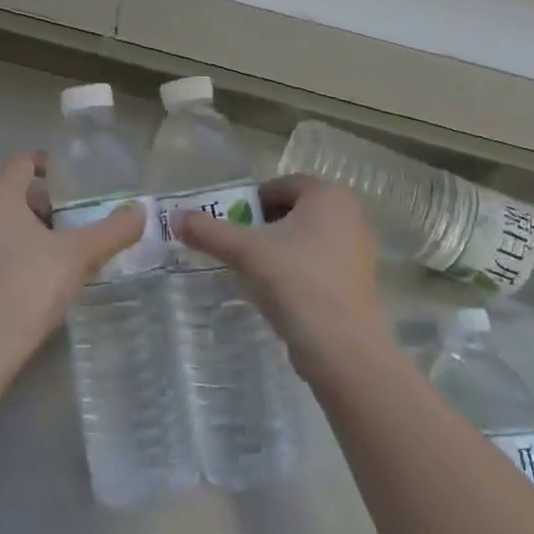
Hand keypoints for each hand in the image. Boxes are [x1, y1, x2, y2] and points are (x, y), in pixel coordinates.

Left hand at [0, 153, 145, 379]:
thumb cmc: (27, 289)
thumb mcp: (78, 257)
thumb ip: (111, 231)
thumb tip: (139, 211)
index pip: (22, 162)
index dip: (49, 164)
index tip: (74, 180)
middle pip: (13, 192)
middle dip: (46, 202)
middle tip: (77, 220)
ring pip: (1, 222)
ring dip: (31, 228)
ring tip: (62, 250)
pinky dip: (14, 250)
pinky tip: (37, 277)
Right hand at [176, 176, 385, 379]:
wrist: (342, 348)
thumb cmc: (296, 281)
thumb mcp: (245, 251)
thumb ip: (208, 231)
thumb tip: (174, 217)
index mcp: (328, 195)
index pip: (280, 185)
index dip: (251, 202)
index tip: (232, 225)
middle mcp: (350, 214)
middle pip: (294, 210)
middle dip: (264, 225)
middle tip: (239, 247)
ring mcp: (359, 249)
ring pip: (307, 238)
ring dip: (279, 248)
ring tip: (255, 271)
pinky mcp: (359, 281)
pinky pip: (320, 262)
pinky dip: (298, 269)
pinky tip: (280, 293)